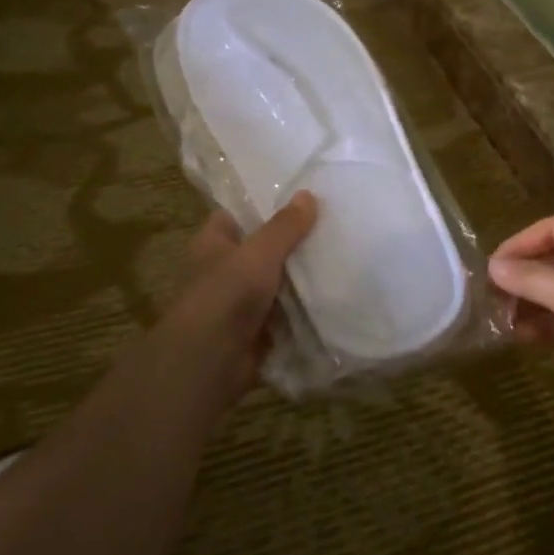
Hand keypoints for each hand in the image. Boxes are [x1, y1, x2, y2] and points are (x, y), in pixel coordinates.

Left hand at [152, 192, 317, 403]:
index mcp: (213, 244)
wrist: (211, 359)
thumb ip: (285, 226)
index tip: (300, 200)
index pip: (236, 216)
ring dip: (301, 278)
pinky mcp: (258, 330)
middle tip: (332, 227)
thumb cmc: (227, 294)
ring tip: (342, 257)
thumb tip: (308, 195)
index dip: (263, 207)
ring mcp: (241, 303)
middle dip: (292, 244)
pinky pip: (287, 314)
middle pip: (262, 250)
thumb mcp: (259, 252)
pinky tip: (335, 295)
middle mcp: (224, 271)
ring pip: (277, 283)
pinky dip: (305, 309)